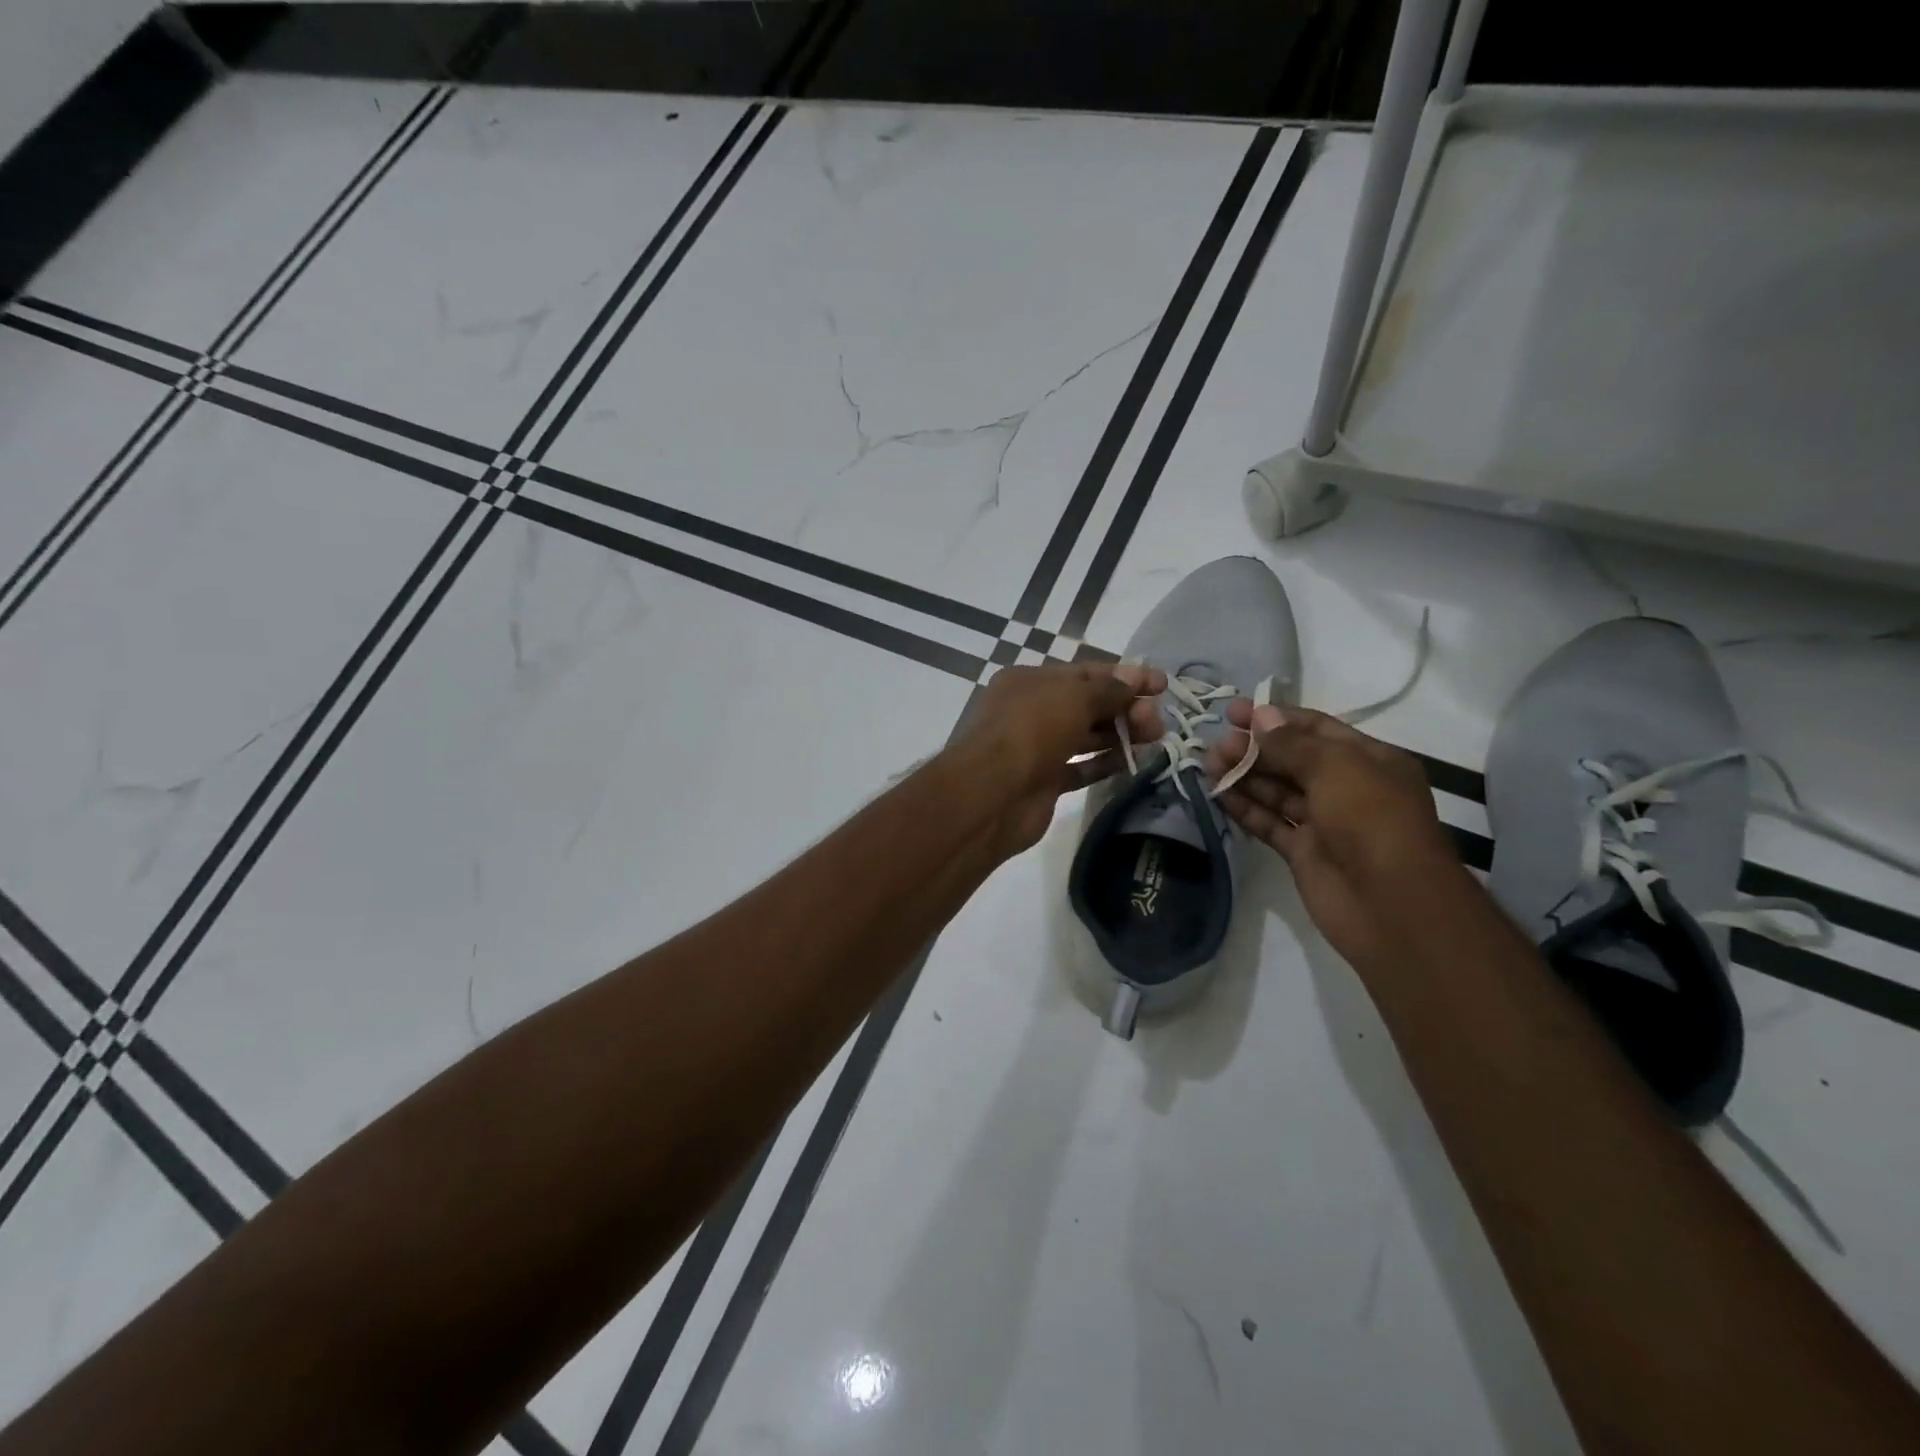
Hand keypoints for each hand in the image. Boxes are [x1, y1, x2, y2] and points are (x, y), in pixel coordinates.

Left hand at [957, 661, 1166, 856]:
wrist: (991, 794)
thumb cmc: (1031, 731)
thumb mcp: (1073, 697)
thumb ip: (1108, 689)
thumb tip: (1132, 680)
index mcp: (1029, 682)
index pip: (1084, 673)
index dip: (1124, 676)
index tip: (1161, 684)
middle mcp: (1031, 711)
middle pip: (1087, 705)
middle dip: (1125, 708)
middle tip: (1158, 719)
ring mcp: (1036, 749)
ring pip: (1085, 736)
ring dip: (1120, 735)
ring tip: (1156, 738)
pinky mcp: (1044, 782)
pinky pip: (1080, 767)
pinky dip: (1105, 763)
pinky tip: (1134, 762)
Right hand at [1205, 705, 1467, 969]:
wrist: (1390, 903)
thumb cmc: (1370, 819)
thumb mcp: (1335, 767)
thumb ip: (1292, 743)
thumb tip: (1260, 717)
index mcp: (1368, 760)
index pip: (1315, 728)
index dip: (1274, 717)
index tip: (1232, 712)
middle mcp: (1347, 787)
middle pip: (1292, 759)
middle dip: (1254, 749)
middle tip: (1216, 745)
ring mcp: (1325, 821)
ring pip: (1277, 791)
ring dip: (1244, 776)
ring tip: (1208, 765)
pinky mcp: (1304, 852)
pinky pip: (1270, 823)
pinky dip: (1245, 809)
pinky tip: (1218, 796)